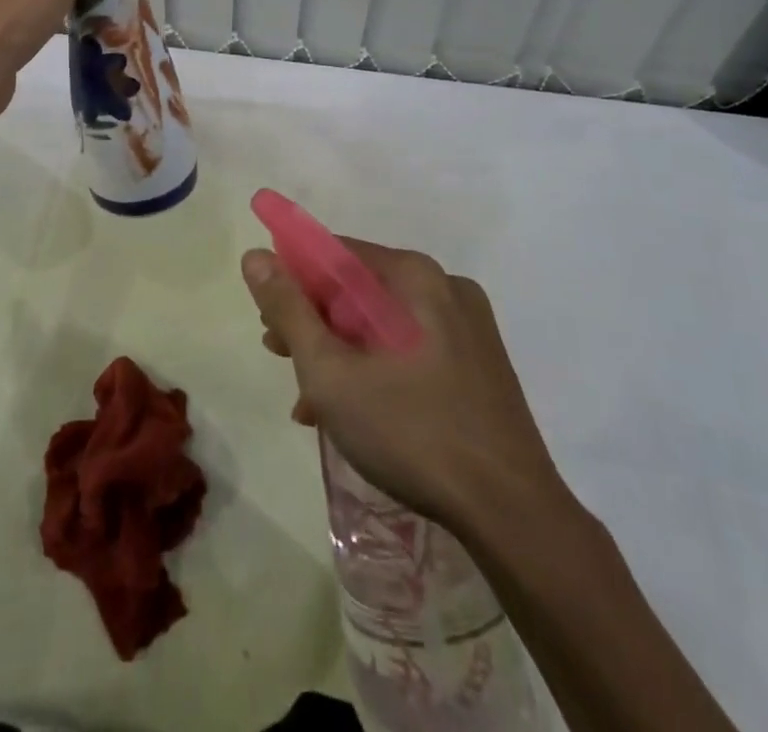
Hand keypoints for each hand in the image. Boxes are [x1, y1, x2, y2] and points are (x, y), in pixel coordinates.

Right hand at [242, 239, 569, 529]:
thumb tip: (254, 255)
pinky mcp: (480, 363)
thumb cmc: (411, 431)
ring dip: (340, 352)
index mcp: (414, 275)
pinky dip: (377, 368)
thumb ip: (288, 309)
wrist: (513, 514)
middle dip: (314, 322)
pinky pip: (412, 348)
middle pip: (359, 289)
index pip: (335, 254)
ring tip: (309, 399)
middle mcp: (444, 287)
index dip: (293, 280)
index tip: (268, 319)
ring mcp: (468, 326)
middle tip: (281, 356)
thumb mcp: (330, 371)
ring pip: (383, 323)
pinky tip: (352, 413)